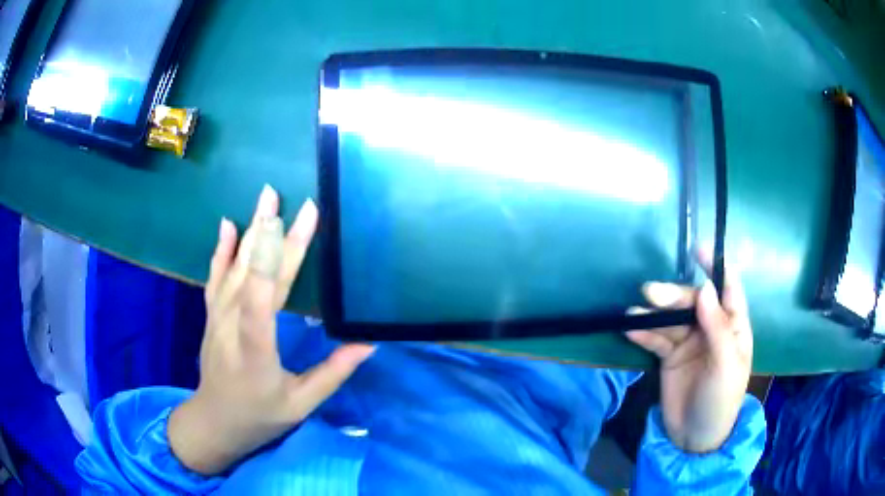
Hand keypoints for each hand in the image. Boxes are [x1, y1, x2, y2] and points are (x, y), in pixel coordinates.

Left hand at [168, 186, 374, 474]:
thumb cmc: (260, 416)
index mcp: (256, 353)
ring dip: (251, 231)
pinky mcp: (212, 315)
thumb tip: (368, 343)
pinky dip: (222, 249)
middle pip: (252, 277)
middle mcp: (232, 329)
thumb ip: (333, 373)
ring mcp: (218, 319)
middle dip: (273, 236)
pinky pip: (215, 277)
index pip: (262, 303)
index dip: (277, 260)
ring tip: (266, 198)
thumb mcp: (301, 405)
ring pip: (234, 269)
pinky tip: (228, 224)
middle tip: (292, 201)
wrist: (215, 421)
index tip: (296, 225)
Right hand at [626, 251, 751, 452]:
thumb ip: (718, 328)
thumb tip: (706, 289)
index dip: (716, 267)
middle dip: (673, 296)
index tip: (698, 249)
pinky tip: (630, 328)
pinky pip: (656, 339)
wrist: (695, 438)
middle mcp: (711, 328)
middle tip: (650, 293)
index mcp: (733, 327)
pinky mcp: (669, 356)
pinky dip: (644, 332)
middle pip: (692, 302)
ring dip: (654, 313)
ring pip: (671, 318)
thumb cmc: (721, 399)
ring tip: (634, 311)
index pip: (728, 289)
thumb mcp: (726, 365)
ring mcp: (689, 342)